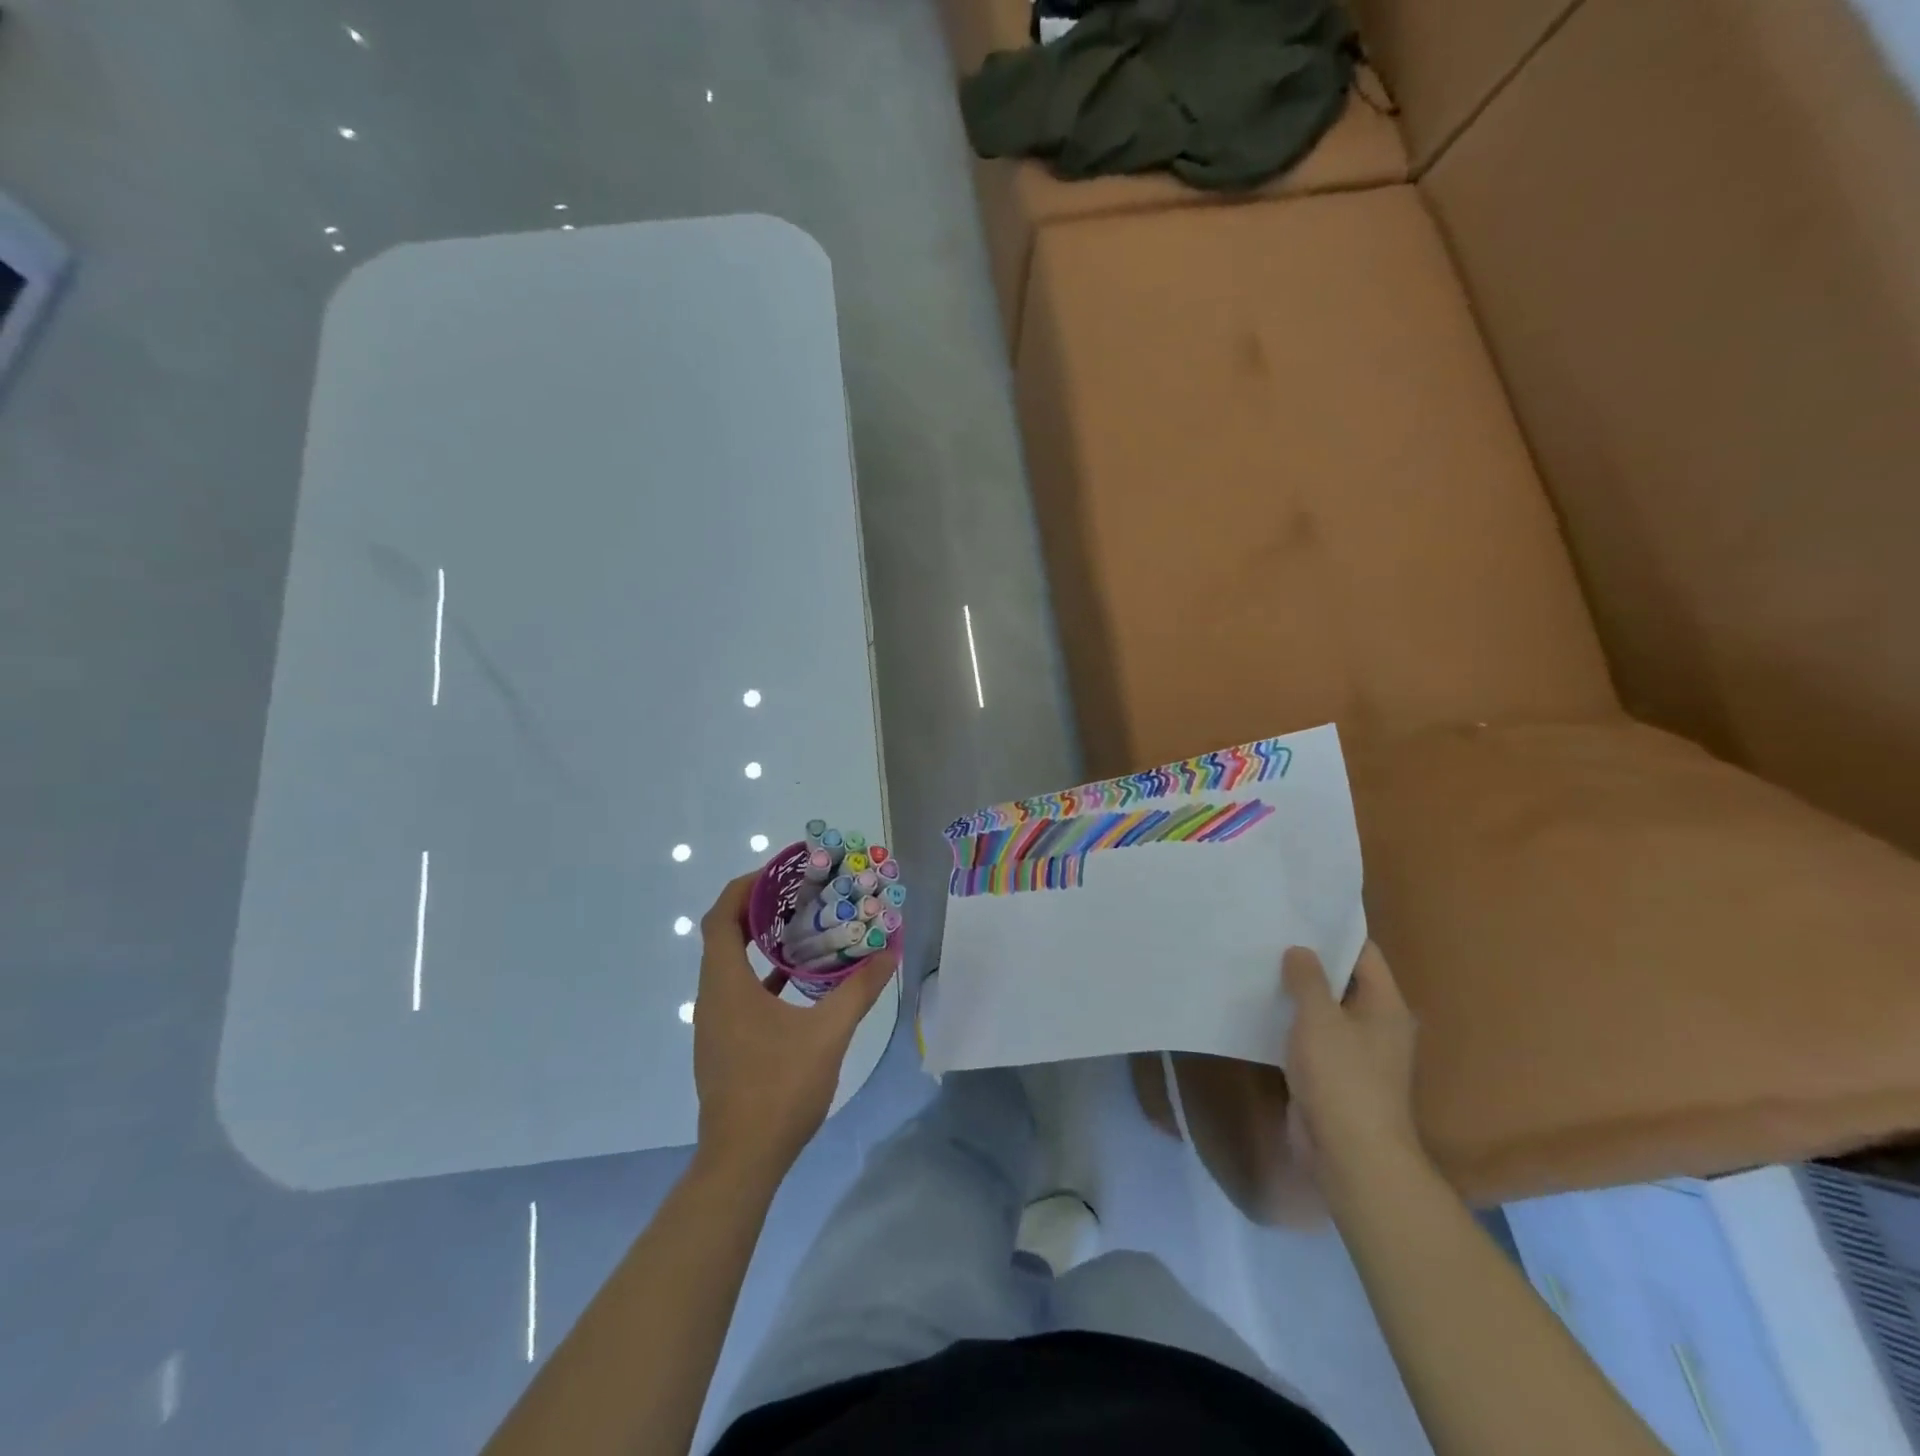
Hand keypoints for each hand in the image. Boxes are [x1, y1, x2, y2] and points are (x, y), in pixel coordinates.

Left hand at [692, 874, 898, 1179]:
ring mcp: (714, 1023)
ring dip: (760, 941)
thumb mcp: (828, 1034)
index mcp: (726, 986)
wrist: (742, 1161)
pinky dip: (762, 974)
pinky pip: (738, 991)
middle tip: (799, 893)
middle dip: (758, 909)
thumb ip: (859, 990)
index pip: (721, 918)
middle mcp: (712, 997)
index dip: (745, 888)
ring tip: (802, 926)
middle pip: (724, 936)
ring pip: (730, 965)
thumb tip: (888, 952)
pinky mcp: (723, 1043)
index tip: (778, 872)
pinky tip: (797, 979)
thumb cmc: (779, 1089)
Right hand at [1282, 942, 1420, 1191]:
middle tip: (1269, 932)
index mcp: (1385, 1006)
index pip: (1363, 953)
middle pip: (1343, 980)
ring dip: (1296, 992)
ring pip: (1323, 1010)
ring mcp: (1355, 1053)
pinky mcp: (1332, 1075)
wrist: (1351, 1156)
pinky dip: (1290, 1022)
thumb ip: (1308, 979)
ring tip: (1257, 962)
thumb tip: (1300, 950)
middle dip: (1309, 960)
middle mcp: (1375, 1025)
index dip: (1334, 930)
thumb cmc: (1342, 1078)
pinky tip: (1259, 1007)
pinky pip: (1310, 1037)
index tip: (1299, 910)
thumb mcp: (1320, 1018)